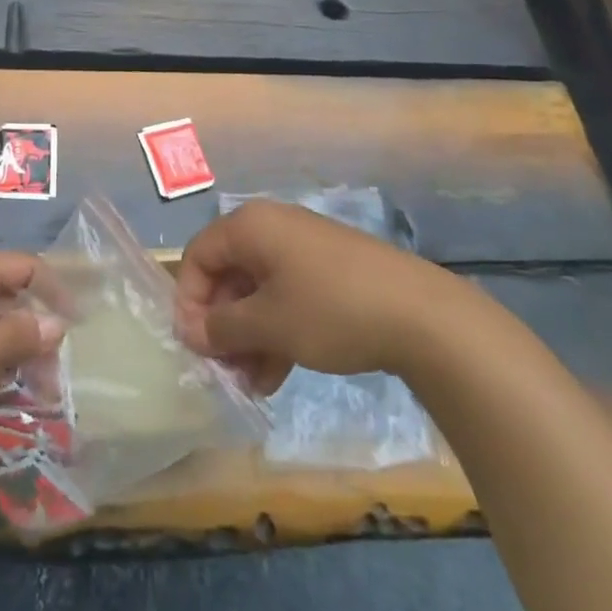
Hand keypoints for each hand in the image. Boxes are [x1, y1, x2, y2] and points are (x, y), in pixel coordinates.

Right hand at [173, 200, 432, 394]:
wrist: (423, 315)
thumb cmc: (330, 310)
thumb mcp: (267, 324)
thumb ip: (220, 327)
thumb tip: (190, 331)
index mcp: (251, 227)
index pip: (198, 256)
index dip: (188, 301)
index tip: (195, 345)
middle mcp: (273, 228)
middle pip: (228, 275)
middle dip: (221, 326)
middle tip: (223, 369)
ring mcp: (304, 250)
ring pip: (258, 291)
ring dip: (248, 337)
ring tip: (251, 383)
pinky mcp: (330, 272)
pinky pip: (287, 297)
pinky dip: (276, 331)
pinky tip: (277, 376)